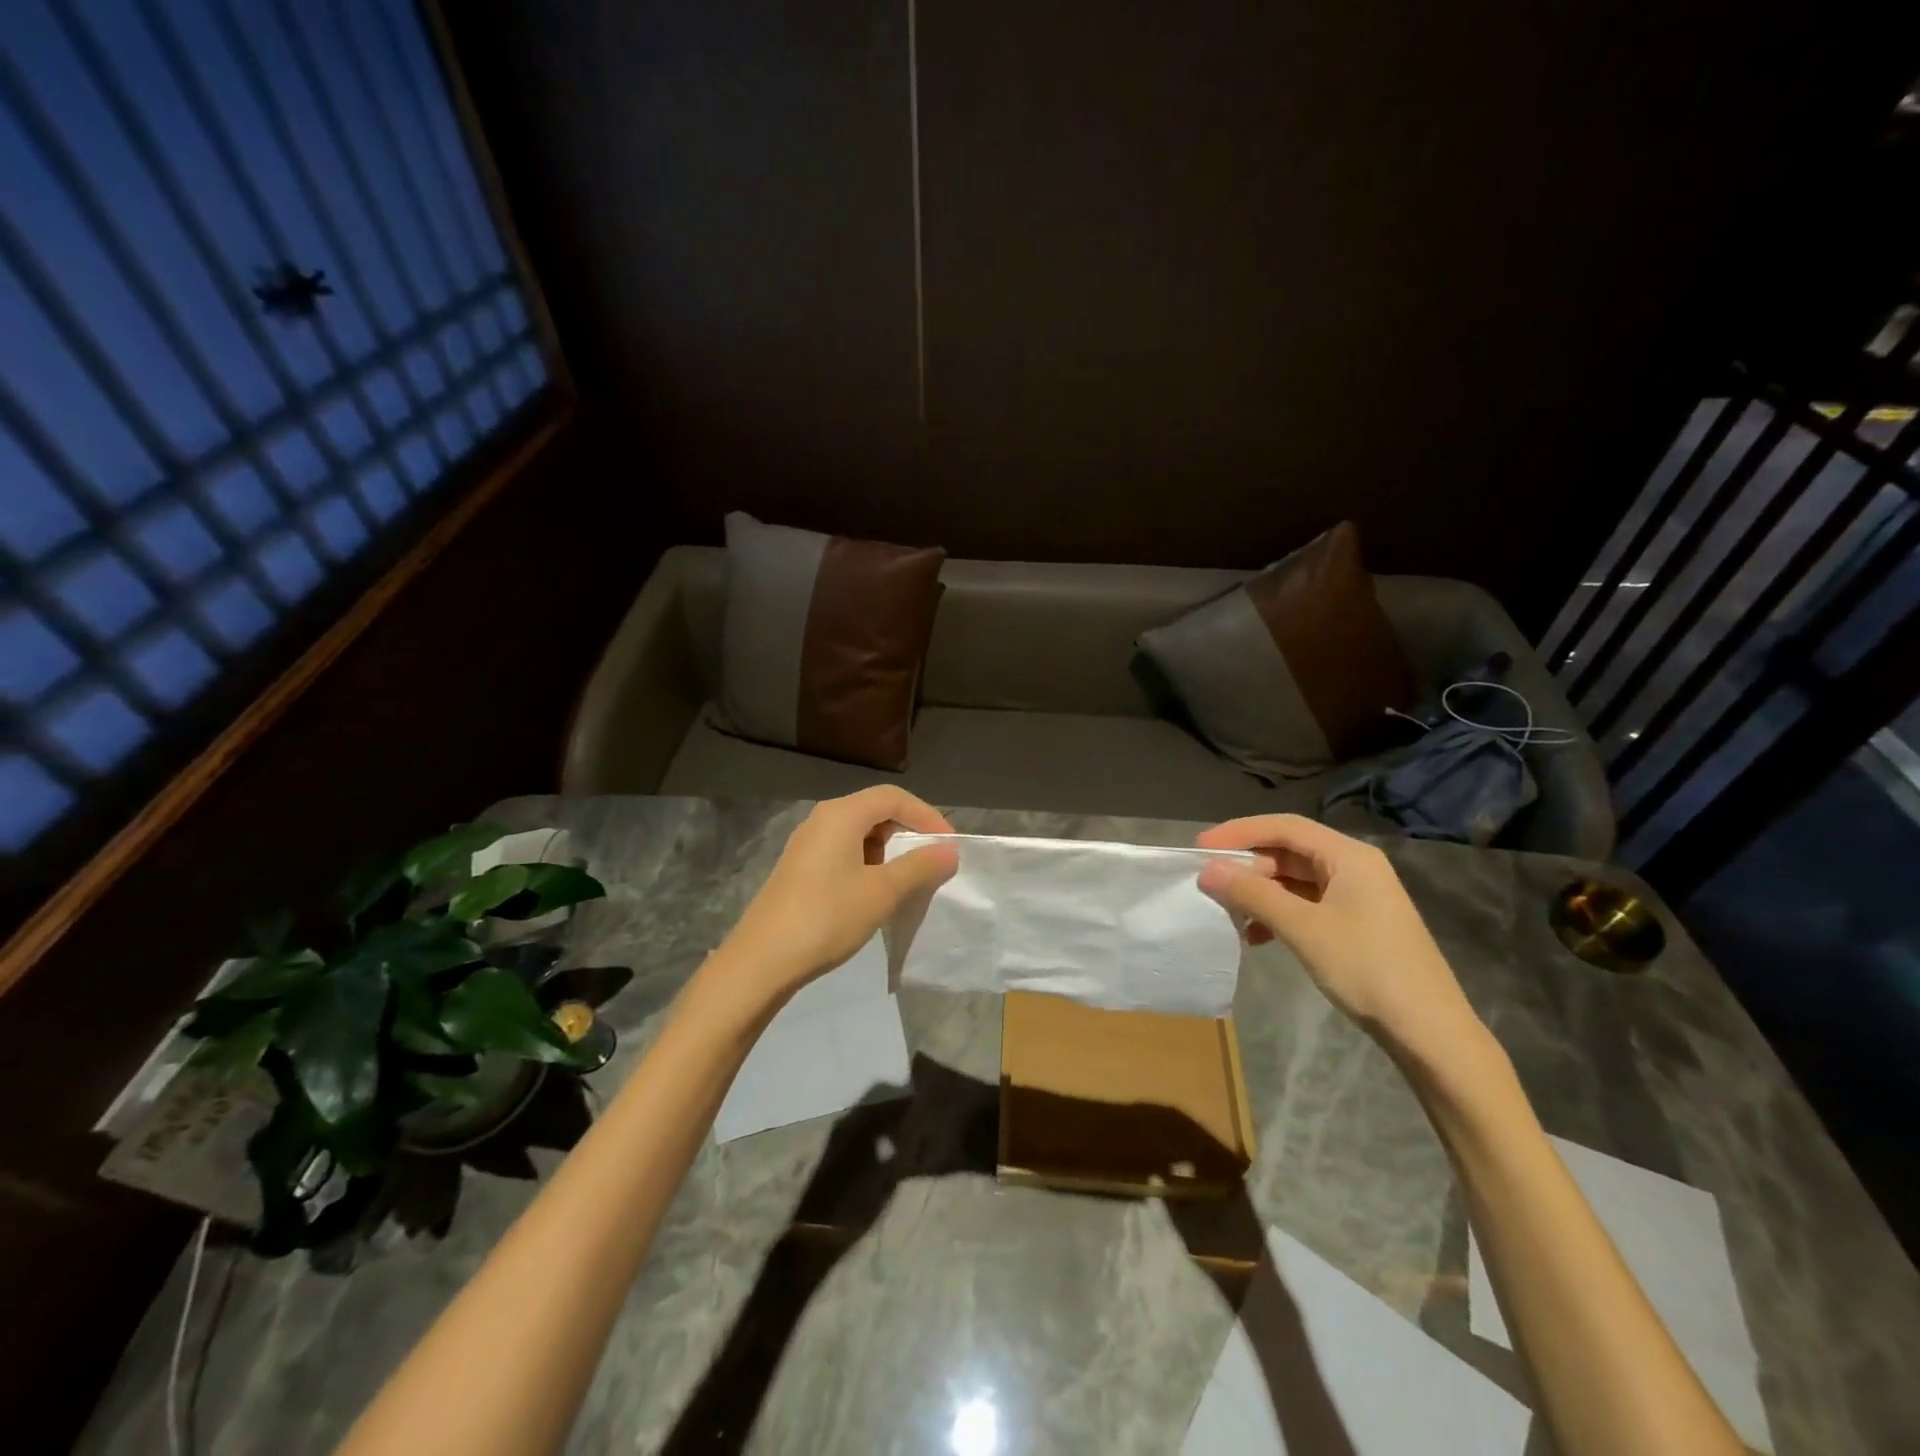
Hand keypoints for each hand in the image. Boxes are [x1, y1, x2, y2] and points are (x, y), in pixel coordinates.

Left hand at [715, 787, 959, 1006]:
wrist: (762, 960)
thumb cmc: (827, 917)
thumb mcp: (882, 891)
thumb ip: (920, 866)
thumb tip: (949, 850)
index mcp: (842, 814)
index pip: (894, 797)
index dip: (926, 815)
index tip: (948, 845)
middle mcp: (822, 819)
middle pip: (876, 810)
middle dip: (908, 832)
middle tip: (932, 861)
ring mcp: (808, 844)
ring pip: (860, 833)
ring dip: (889, 850)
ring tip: (908, 880)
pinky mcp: (800, 868)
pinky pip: (844, 852)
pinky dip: (868, 863)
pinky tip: (875, 893)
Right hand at [1195, 814, 1481, 1054]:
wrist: (1429, 1032)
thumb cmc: (1367, 968)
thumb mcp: (1303, 928)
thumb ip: (1253, 894)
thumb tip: (1208, 870)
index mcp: (1348, 856)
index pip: (1284, 827)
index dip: (1239, 832)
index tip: (1200, 847)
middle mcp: (1354, 867)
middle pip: (1289, 852)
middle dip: (1248, 866)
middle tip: (1210, 883)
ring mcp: (1357, 897)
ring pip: (1295, 880)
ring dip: (1260, 893)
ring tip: (1229, 913)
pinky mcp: (1356, 924)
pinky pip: (1307, 905)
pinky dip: (1278, 913)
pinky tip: (1258, 936)